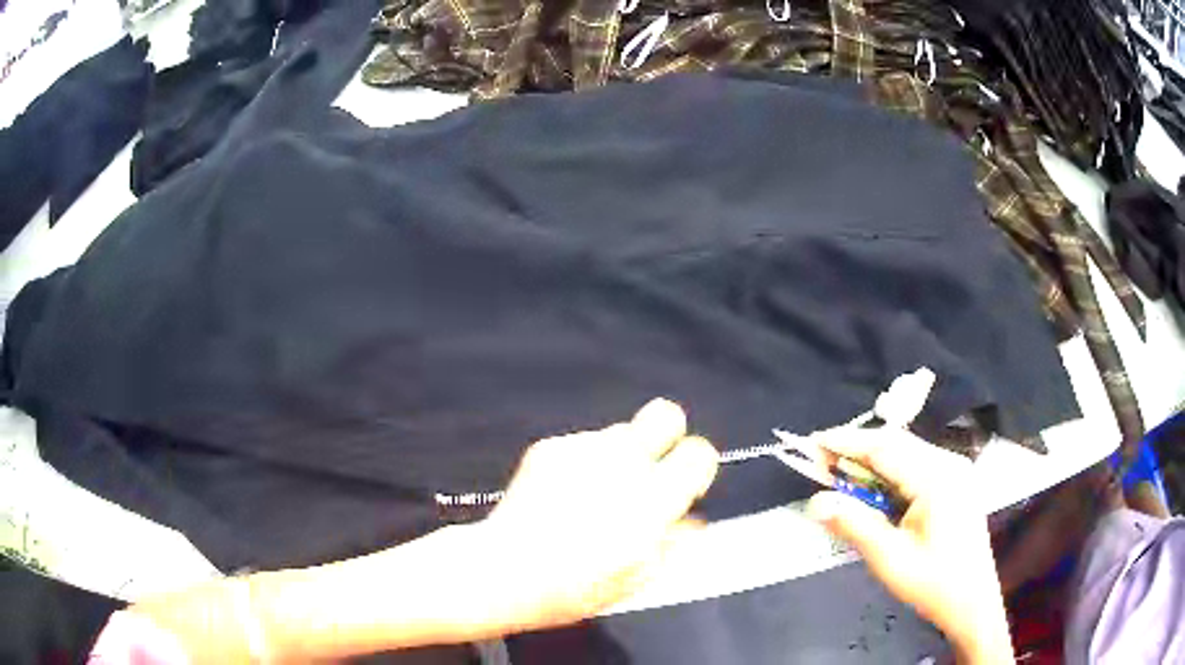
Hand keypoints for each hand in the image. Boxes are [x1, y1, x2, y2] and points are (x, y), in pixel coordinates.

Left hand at [478, 398, 719, 630]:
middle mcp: (622, 464)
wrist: (505, 570)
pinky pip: (583, 443)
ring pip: (621, 432)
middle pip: (666, 413)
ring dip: (620, 456)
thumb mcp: (638, 577)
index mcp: (652, 500)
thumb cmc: (573, 586)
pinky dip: (582, 463)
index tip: (685, 483)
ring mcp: (583, 450)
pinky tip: (564, 496)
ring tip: (597, 494)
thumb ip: (674, 542)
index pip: (699, 453)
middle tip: (653, 466)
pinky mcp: (551, 447)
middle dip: (667, 434)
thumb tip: (691, 522)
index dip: (696, 466)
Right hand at [803, 429, 1012, 664]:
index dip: (846, 442)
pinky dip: (888, 472)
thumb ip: (854, 525)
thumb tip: (816, 502)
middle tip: (820, 460)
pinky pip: (916, 466)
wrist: (972, 602)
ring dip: (871, 461)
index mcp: (937, 478)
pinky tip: (873, 488)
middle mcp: (948, 464)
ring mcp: (955, 472)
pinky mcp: (954, 483)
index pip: (885, 448)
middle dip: (856, 449)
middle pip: (896, 444)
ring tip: (839, 474)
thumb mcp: (890, 559)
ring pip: (906, 453)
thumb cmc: (934, 583)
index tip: (812, 442)